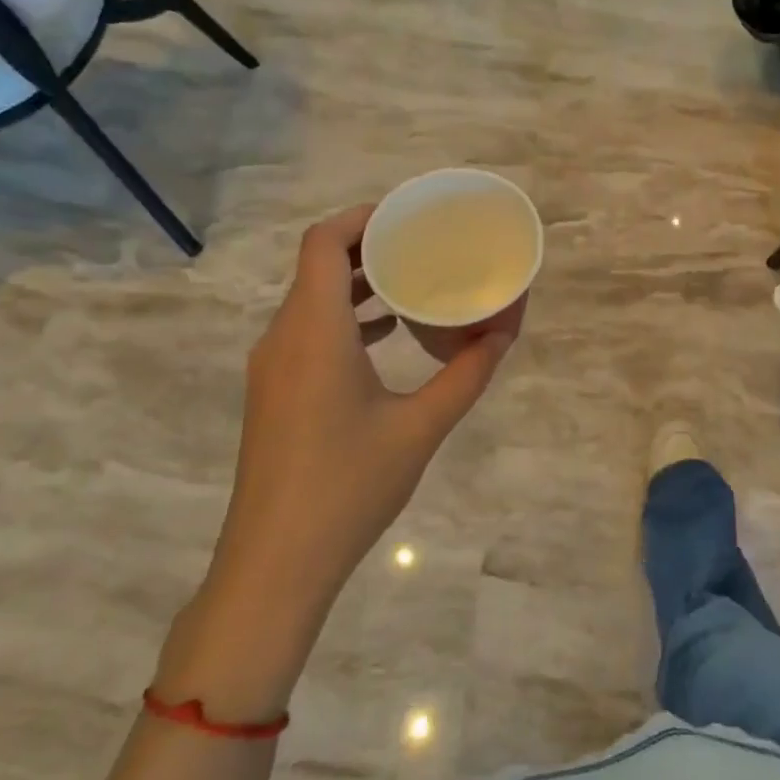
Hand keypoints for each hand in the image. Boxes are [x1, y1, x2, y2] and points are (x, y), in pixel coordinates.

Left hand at [161, 206, 512, 717]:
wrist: (275, 563)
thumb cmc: (349, 487)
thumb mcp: (421, 427)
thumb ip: (467, 374)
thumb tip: (506, 332)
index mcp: (314, 332)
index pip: (323, 243)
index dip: (361, 218)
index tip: (407, 216)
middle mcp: (284, 337)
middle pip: (317, 265)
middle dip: (368, 246)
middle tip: (422, 244)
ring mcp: (272, 366)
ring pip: (311, 299)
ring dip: (357, 283)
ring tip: (412, 282)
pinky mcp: (273, 392)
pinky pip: (308, 330)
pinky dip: (345, 316)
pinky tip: (387, 334)